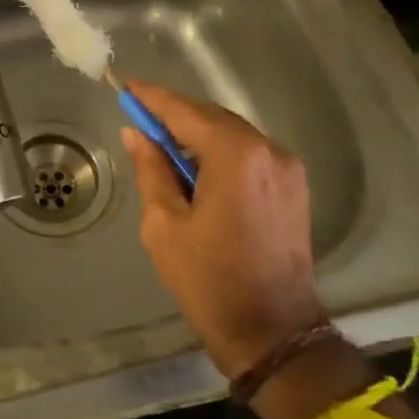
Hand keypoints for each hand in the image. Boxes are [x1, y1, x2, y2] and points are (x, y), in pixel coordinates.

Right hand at [119, 82, 324, 379]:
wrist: (274, 333)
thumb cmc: (209, 279)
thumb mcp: (164, 224)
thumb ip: (151, 169)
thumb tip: (137, 134)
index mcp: (236, 155)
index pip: (184, 111)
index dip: (151, 98)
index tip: (124, 86)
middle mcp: (268, 150)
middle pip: (211, 117)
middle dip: (174, 115)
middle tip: (138, 119)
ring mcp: (287, 168)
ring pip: (232, 134)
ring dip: (197, 134)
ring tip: (162, 146)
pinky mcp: (293, 187)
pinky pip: (249, 154)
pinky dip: (219, 152)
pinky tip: (196, 168)